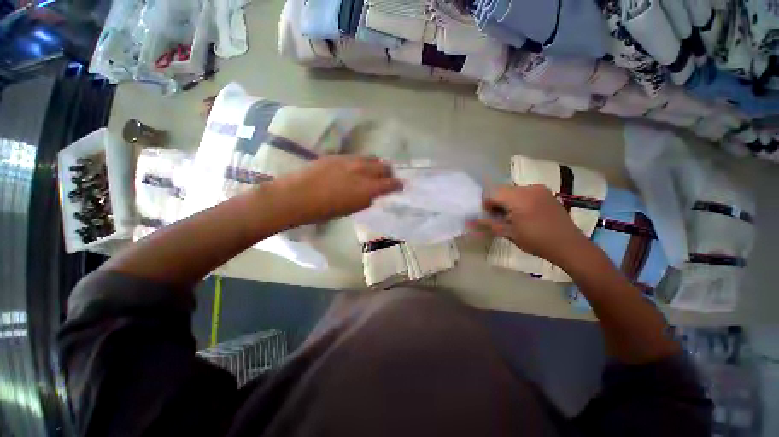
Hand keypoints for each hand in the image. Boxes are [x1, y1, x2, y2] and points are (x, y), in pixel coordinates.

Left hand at [270, 155, 402, 224]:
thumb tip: (374, 193)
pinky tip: (355, 168)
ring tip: (372, 171)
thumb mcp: (351, 209)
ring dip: (375, 165)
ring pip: (370, 158)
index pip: (391, 183)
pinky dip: (361, 162)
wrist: (296, 197)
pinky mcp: (337, 156)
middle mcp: (362, 171)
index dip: (398, 185)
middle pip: (383, 167)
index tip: (399, 187)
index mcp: (367, 188)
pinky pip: (356, 156)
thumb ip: (366, 199)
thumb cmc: (324, 211)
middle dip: (388, 173)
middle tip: (386, 178)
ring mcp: (349, 160)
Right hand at [470, 185, 593, 267]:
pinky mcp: (547, 193)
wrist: (569, 245)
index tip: (489, 216)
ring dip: (507, 201)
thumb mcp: (508, 233)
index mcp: (518, 197)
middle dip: (496, 202)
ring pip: (513, 191)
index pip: (492, 193)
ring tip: (512, 217)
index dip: (486, 204)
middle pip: (502, 190)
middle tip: (499, 218)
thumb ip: (488, 224)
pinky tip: (524, 214)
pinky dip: (518, 200)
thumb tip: (469, 221)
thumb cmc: (536, 240)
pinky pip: (525, 192)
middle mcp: (529, 188)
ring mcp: (540, 189)